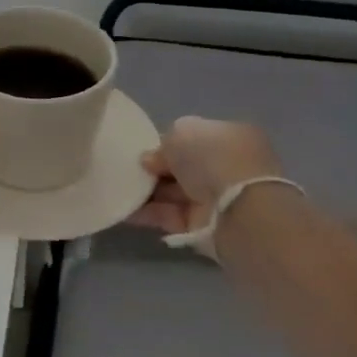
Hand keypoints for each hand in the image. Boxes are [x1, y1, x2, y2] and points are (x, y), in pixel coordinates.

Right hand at [131, 117, 284, 232]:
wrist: (236, 209)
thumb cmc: (212, 158)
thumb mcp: (182, 131)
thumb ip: (163, 143)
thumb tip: (150, 161)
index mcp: (230, 137)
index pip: (195, 138)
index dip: (168, 143)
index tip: (144, 150)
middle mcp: (226, 167)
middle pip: (184, 167)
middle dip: (157, 169)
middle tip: (129, 169)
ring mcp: (216, 198)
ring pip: (175, 192)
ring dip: (149, 192)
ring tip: (120, 189)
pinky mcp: (204, 225)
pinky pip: (171, 216)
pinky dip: (149, 213)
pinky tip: (127, 210)